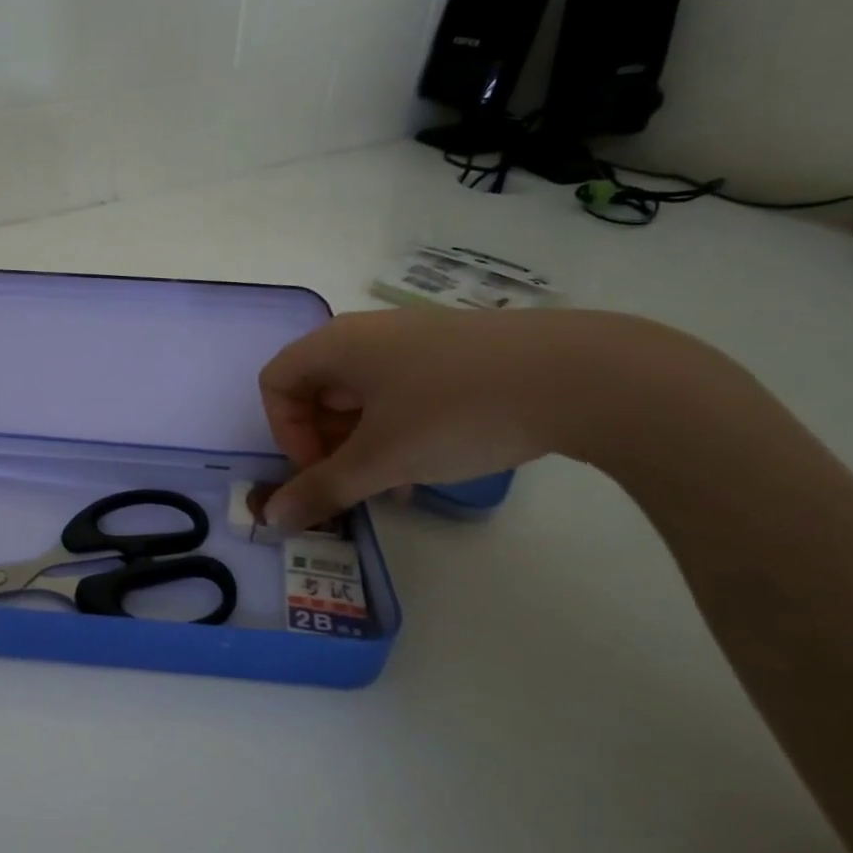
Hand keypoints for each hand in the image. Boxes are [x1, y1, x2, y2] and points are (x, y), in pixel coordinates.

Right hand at [257, 306, 691, 531]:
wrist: (581, 375)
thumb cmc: (456, 412)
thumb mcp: (382, 459)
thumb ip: (321, 489)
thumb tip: (271, 519)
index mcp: (337, 345)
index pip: (276, 383)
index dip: (285, 432)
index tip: (322, 469)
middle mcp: (368, 333)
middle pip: (317, 389)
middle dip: (326, 443)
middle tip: (358, 482)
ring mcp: (415, 339)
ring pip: (362, 395)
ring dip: (363, 443)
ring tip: (399, 481)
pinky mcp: (456, 352)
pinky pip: (402, 391)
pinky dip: (399, 428)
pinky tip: (433, 461)